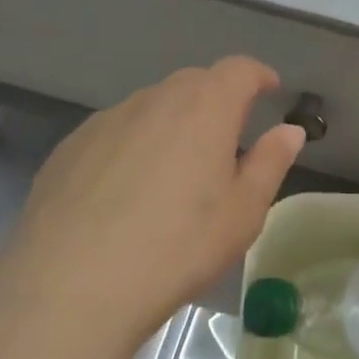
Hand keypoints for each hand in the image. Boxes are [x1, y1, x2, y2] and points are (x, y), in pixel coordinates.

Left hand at [0, 58, 305, 355]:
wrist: (69, 288)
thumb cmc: (176, 248)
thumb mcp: (242, 213)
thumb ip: (270, 162)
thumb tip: (289, 131)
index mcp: (205, 106)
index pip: (239, 69)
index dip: (258, 76)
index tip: (269, 91)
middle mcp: (156, 98)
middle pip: (195, 83)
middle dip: (217, 100)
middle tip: (225, 141)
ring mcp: (108, 119)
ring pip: (152, 107)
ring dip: (171, 125)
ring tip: (173, 174)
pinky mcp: (70, 147)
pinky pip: (114, 133)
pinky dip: (131, 147)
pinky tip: (123, 194)